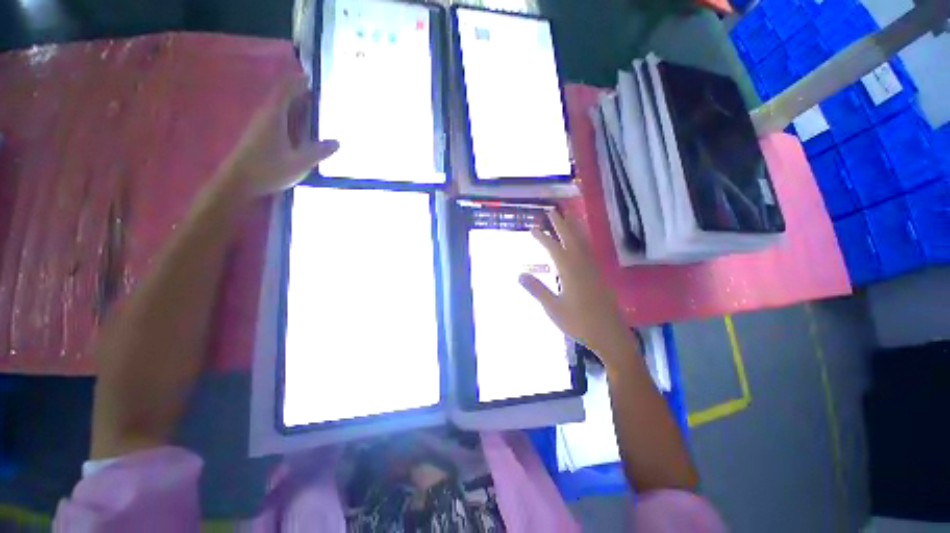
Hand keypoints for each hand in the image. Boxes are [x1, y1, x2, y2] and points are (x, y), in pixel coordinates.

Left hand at [219, 75, 338, 198]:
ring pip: (281, 110)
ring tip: (314, 110)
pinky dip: (291, 119)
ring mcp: (262, 127)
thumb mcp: (299, 163)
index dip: (298, 82)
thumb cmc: (268, 170)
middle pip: (283, 98)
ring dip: (296, 107)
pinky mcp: (260, 137)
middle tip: (320, 96)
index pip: (285, 91)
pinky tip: (302, 129)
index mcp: (274, 117)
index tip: (312, 78)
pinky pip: (279, 120)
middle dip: (300, 94)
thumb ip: (319, 152)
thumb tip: (337, 142)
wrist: (238, 183)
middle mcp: (266, 117)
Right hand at [520, 211, 634, 366]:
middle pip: (571, 238)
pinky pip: (589, 250)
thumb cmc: (579, 322)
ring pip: (583, 241)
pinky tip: (581, 241)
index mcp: (569, 271)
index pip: (553, 248)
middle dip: (561, 223)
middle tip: (553, 211)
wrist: (610, 335)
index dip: (542, 237)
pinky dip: (583, 239)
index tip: (533, 228)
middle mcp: (582, 265)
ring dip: (574, 227)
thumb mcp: (553, 308)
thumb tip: (520, 274)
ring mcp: (593, 269)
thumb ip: (537, 289)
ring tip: (569, 215)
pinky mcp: (599, 275)